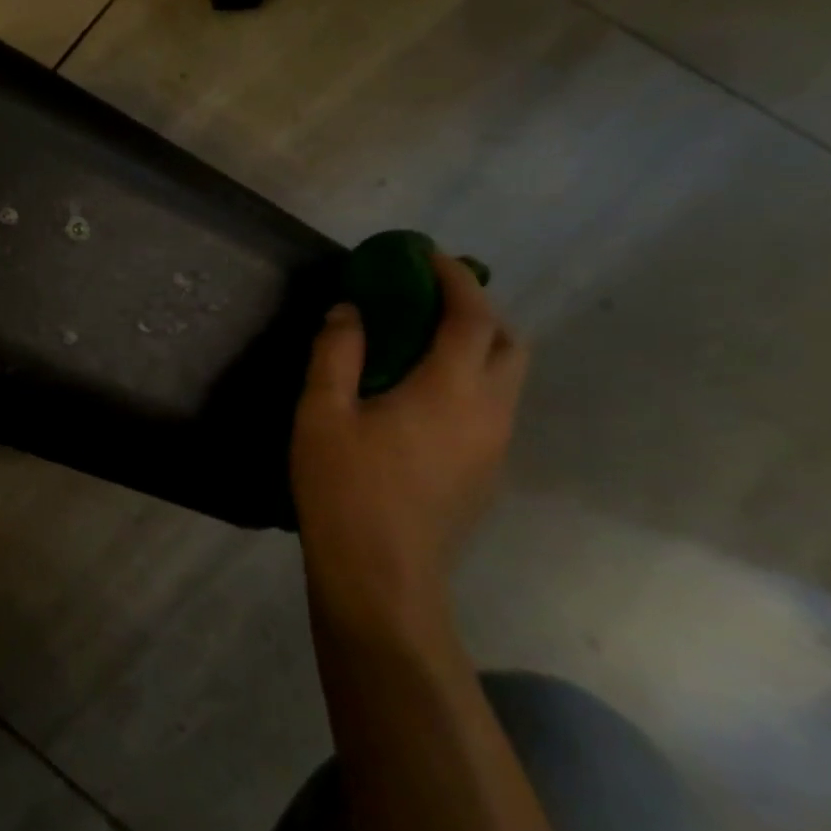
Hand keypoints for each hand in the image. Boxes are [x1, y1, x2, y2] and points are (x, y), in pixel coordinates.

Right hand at [290, 251, 527, 636]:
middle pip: (508, 343)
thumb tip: (350, 310)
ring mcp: (495, 447)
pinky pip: (492, 407)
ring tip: (421, 341)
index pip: (472, 316)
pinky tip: (420, 396)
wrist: (382, 575)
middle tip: (428, 298)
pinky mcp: (486, 473)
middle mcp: (490, 411)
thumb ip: (337, 353)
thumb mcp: (322, 413)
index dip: (454, 278)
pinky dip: (469, 379)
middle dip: (477, 308)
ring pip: (506, 378)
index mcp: (450, 389)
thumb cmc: (346, 488)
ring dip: (476, 345)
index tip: (426, 254)